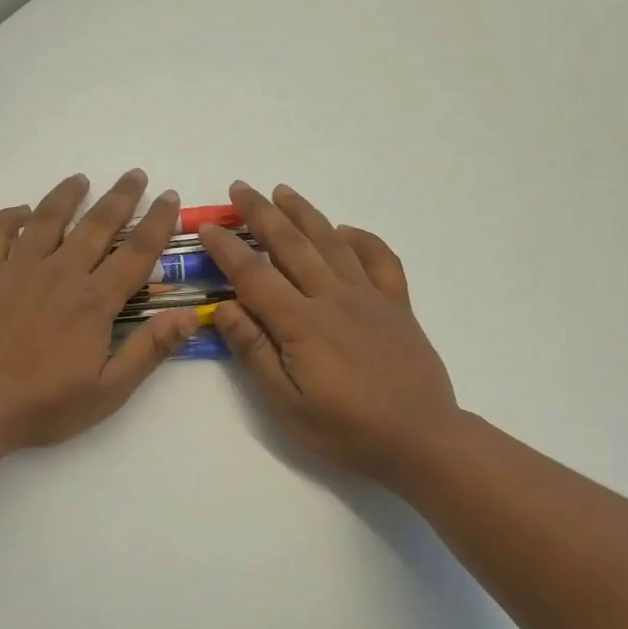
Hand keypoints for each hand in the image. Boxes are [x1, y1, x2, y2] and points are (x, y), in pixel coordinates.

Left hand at [0, 172, 201, 456]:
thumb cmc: (43, 405)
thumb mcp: (108, 391)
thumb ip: (149, 350)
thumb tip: (189, 315)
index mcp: (94, 301)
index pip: (136, 252)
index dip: (158, 222)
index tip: (170, 198)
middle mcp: (60, 273)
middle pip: (97, 225)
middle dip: (121, 197)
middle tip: (136, 175)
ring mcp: (17, 268)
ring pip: (47, 218)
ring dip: (67, 195)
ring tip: (81, 180)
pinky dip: (8, 216)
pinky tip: (20, 212)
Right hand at [199, 182, 463, 490]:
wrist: (421, 440)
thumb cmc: (346, 431)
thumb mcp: (286, 404)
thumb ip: (255, 352)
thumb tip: (225, 308)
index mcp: (301, 323)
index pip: (254, 275)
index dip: (227, 249)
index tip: (207, 227)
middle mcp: (334, 298)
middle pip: (291, 245)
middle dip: (262, 214)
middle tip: (240, 188)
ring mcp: (370, 297)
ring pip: (332, 242)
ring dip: (305, 213)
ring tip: (283, 191)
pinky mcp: (397, 305)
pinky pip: (381, 259)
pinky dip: (362, 238)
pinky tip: (345, 230)